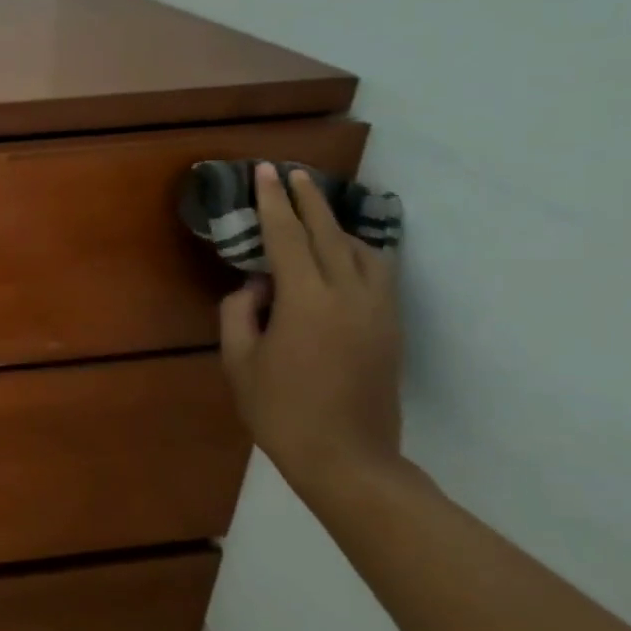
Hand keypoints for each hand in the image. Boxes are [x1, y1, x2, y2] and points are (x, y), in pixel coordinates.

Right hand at [219, 163, 403, 494]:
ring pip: (363, 250)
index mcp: (307, 302)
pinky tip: (345, 250)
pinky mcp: (391, 327)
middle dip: (309, 200)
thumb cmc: (280, 411)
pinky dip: (359, 250)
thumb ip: (240, 312)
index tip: (266, 172)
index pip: (288, 238)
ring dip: (337, 224)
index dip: (274, 203)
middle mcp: (350, 296)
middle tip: (293, 173)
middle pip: (330, 234)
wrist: (347, 458)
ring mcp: (378, 311)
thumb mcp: (239, 361)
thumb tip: (256, 285)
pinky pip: (378, 273)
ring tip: (316, 208)